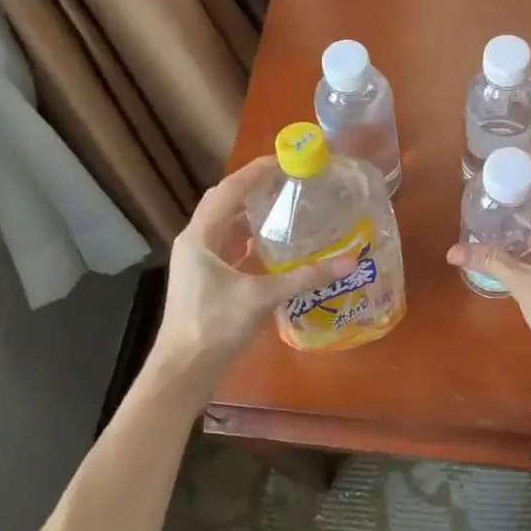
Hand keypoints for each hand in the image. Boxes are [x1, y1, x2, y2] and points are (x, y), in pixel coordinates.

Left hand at [149, 157, 352, 395]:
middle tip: (287, 178)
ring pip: (225, 224)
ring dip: (250, 211)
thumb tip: (348, 262)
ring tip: (283, 202)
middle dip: (253, 186)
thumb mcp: (260, 298)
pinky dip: (248, 236)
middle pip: (223, 202)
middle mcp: (195, 242)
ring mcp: (197, 261)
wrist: (182, 371)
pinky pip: (228, 245)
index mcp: (200, 237)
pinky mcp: (204, 279)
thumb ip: (303, 278)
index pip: (228, 190)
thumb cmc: (213, 327)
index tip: (284, 159)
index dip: (255, 171)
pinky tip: (271, 242)